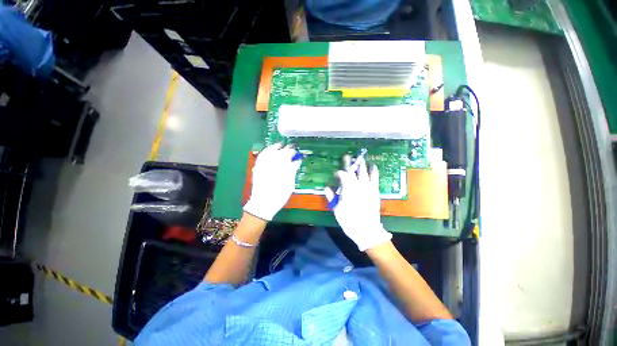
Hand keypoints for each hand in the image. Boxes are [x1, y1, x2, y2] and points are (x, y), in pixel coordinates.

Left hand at [243, 143, 301, 220]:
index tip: (297, 154)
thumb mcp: (290, 184)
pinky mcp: (258, 167)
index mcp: (283, 169)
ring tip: (281, 144)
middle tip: (292, 147)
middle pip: (281, 153)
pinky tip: (270, 149)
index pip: (290, 157)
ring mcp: (264, 165)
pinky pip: (262, 156)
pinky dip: (266, 151)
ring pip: (271, 151)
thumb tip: (296, 162)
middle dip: (287, 149)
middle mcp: (273, 165)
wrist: (263, 203)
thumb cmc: (279, 195)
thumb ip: (292, 171)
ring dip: (276, 147)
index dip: (294, 154)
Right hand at [325, 156, 391, 250]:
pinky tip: (373, 166)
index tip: (336, 173)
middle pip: (353, 172)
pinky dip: (374, 172)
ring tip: (360, 157)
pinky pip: (375, 179)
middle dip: (350, 163)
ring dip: (361, 165)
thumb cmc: (349, 220)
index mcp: (347, 190)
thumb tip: (326, 187)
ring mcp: (367, 188)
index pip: (343, 176)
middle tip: (348, 156)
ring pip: (364, 173)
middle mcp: (357, 186)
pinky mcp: (375, 192)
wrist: (367, 230)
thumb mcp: (337, 209)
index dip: (339, 173)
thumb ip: (331, 197)